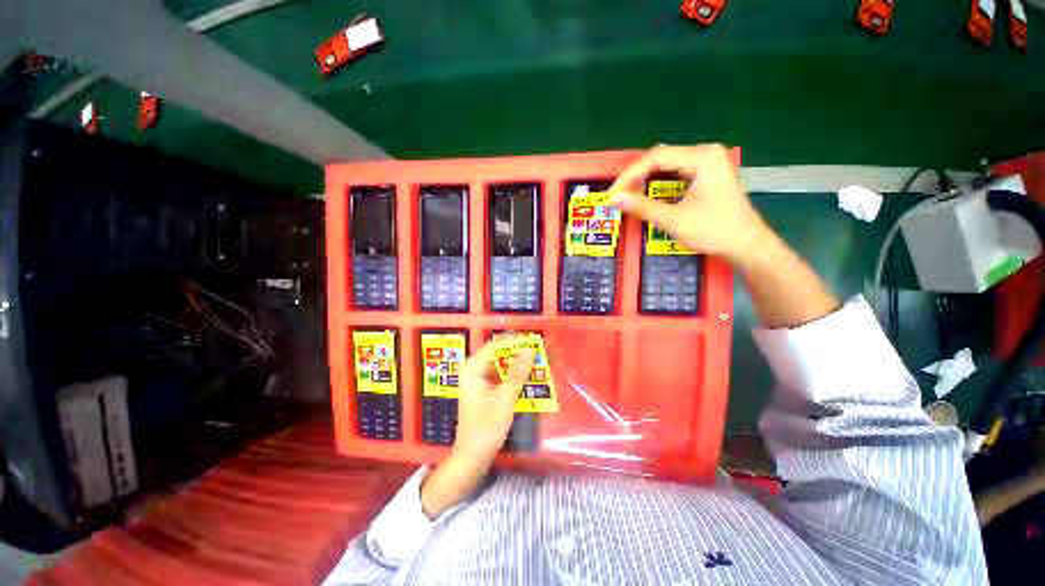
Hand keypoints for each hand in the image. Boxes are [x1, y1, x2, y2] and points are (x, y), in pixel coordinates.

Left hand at [420, 338, 535, 517]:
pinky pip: (502, 376)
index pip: (496, 344)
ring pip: (502, 364)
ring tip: (539, 361)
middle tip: (540, 351)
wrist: (472, 459)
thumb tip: (529, 349)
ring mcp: (479, 380)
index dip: (516, 340)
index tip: (535, 340)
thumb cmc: (486, 427)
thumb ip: (517, 372)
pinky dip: (515, 375)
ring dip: (519, 363)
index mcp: (473, 367)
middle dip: (519, 352)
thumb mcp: (505, 398)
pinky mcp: (485, 390)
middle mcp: (474, 369)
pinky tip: (530, 377)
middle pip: (499, 353)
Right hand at [610, 144, 770, 265]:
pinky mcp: (707, 173)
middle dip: (636, 177)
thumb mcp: (674, 220)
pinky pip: (675, 172)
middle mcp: (705, 153)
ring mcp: (708, 162)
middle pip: (660, 158)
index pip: (656, 158)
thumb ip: (642, 207)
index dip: (630, 175)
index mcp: (702, 158)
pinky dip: (658, 184)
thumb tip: (613, 199)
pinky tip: (647, 195)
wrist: (747, 244)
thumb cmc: (714, 231)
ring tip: (629, 197)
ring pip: (666, 165)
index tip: (613, 193)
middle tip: (619, 196)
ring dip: (645, 180)